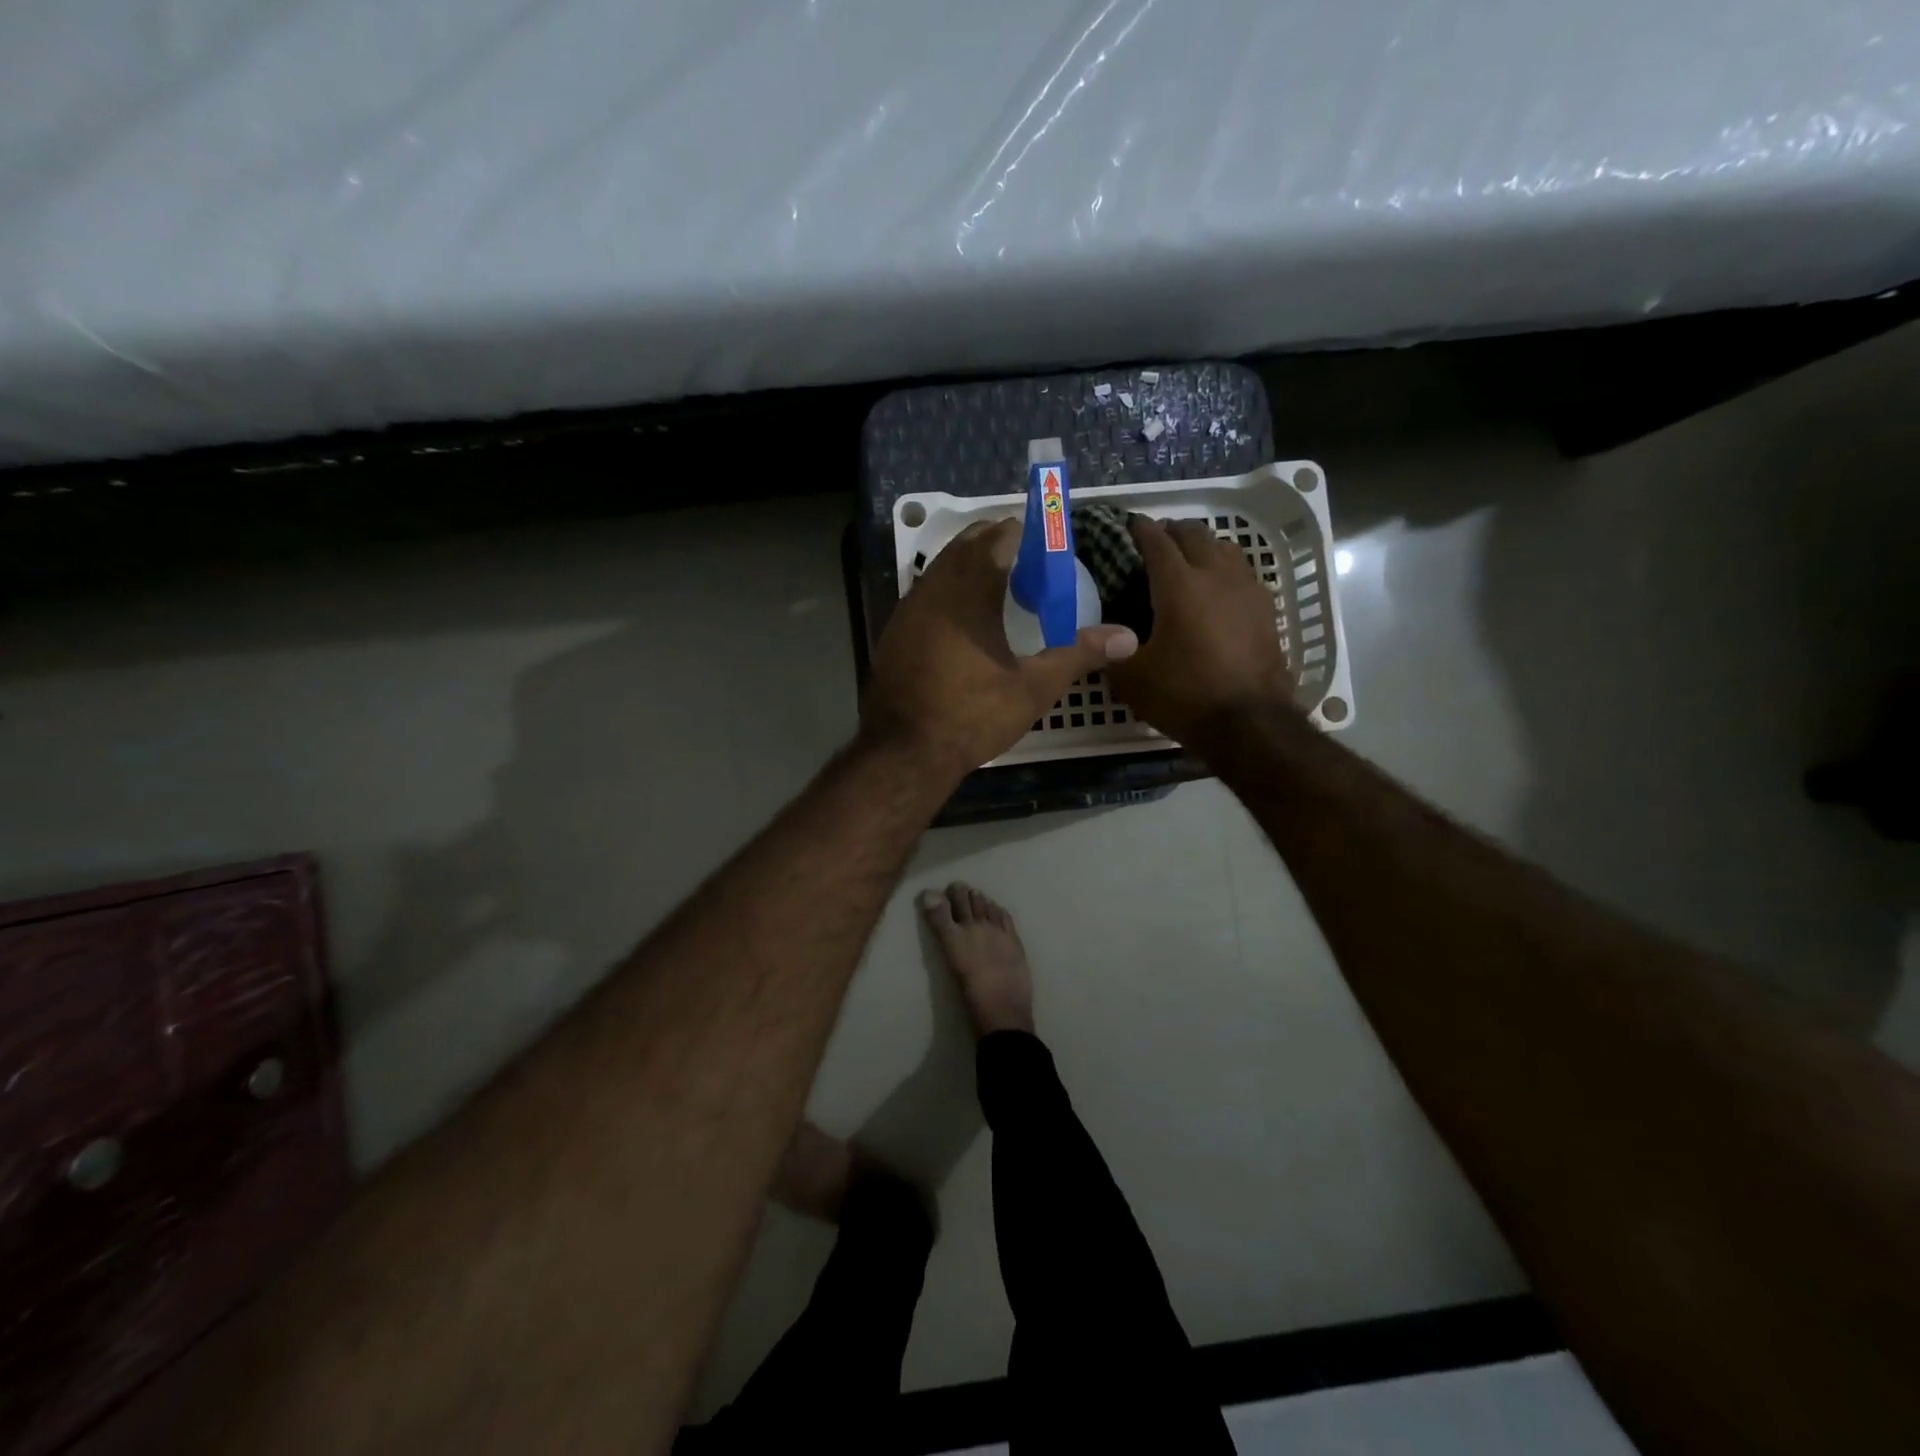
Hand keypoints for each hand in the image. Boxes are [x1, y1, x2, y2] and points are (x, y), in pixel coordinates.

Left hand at [862, 519, 1138, 775]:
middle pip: (968, 543)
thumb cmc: (972, 715)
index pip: (1000, 536)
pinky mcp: (894, 630)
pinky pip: (926, 592)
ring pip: (943, 566)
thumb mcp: (1034, 688)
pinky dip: (949, 590)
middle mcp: (935, 587)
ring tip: (1002, 589)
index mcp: (970, 589)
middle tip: (1031, 568)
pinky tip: (966, 621)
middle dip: (1000, 544)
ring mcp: (908, 607)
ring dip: (971, 565)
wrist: (904, 752)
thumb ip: (1079, 654)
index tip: (1049, 551)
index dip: (1028, 535)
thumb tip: (1128, 636)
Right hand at [1105, 516, 1295, 746]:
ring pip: (1224, 548)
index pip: (1156, 541)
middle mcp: (1215, 575)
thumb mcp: (1132, 678)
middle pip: (1194, 535)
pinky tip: (1217, 590)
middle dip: (1172, 531)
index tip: (1130, 524)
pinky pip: (1242, 573)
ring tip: (1188, 559)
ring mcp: (1246, 589)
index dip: (1140, 529)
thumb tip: (1101, 638)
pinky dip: (1224, 569)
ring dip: (1203, 546)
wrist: (1250, 722)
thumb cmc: (1184, 695)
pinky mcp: (1266, 609)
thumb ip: (1111, 651)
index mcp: (1178, 585)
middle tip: (1156, 541)